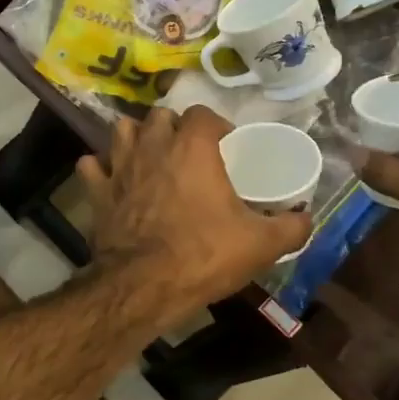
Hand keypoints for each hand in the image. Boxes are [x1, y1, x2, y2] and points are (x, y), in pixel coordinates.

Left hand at [79, 105, 312, 325]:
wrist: (144, 285)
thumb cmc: (204, 255)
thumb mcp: (261, 244)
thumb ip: (291, 226)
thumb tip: (307, 217)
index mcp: (192, 148)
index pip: (201, 113)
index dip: (214, 124)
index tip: (225, 143)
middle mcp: (152, 146)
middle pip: (159, 116)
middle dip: (173, 126)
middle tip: (187, 150)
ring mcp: (119, 167)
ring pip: (121, 130)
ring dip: (135, 137)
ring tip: (148, 156)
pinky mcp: (96, 192)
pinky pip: (90, 165)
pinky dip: (100, 168)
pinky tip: (112, 179)